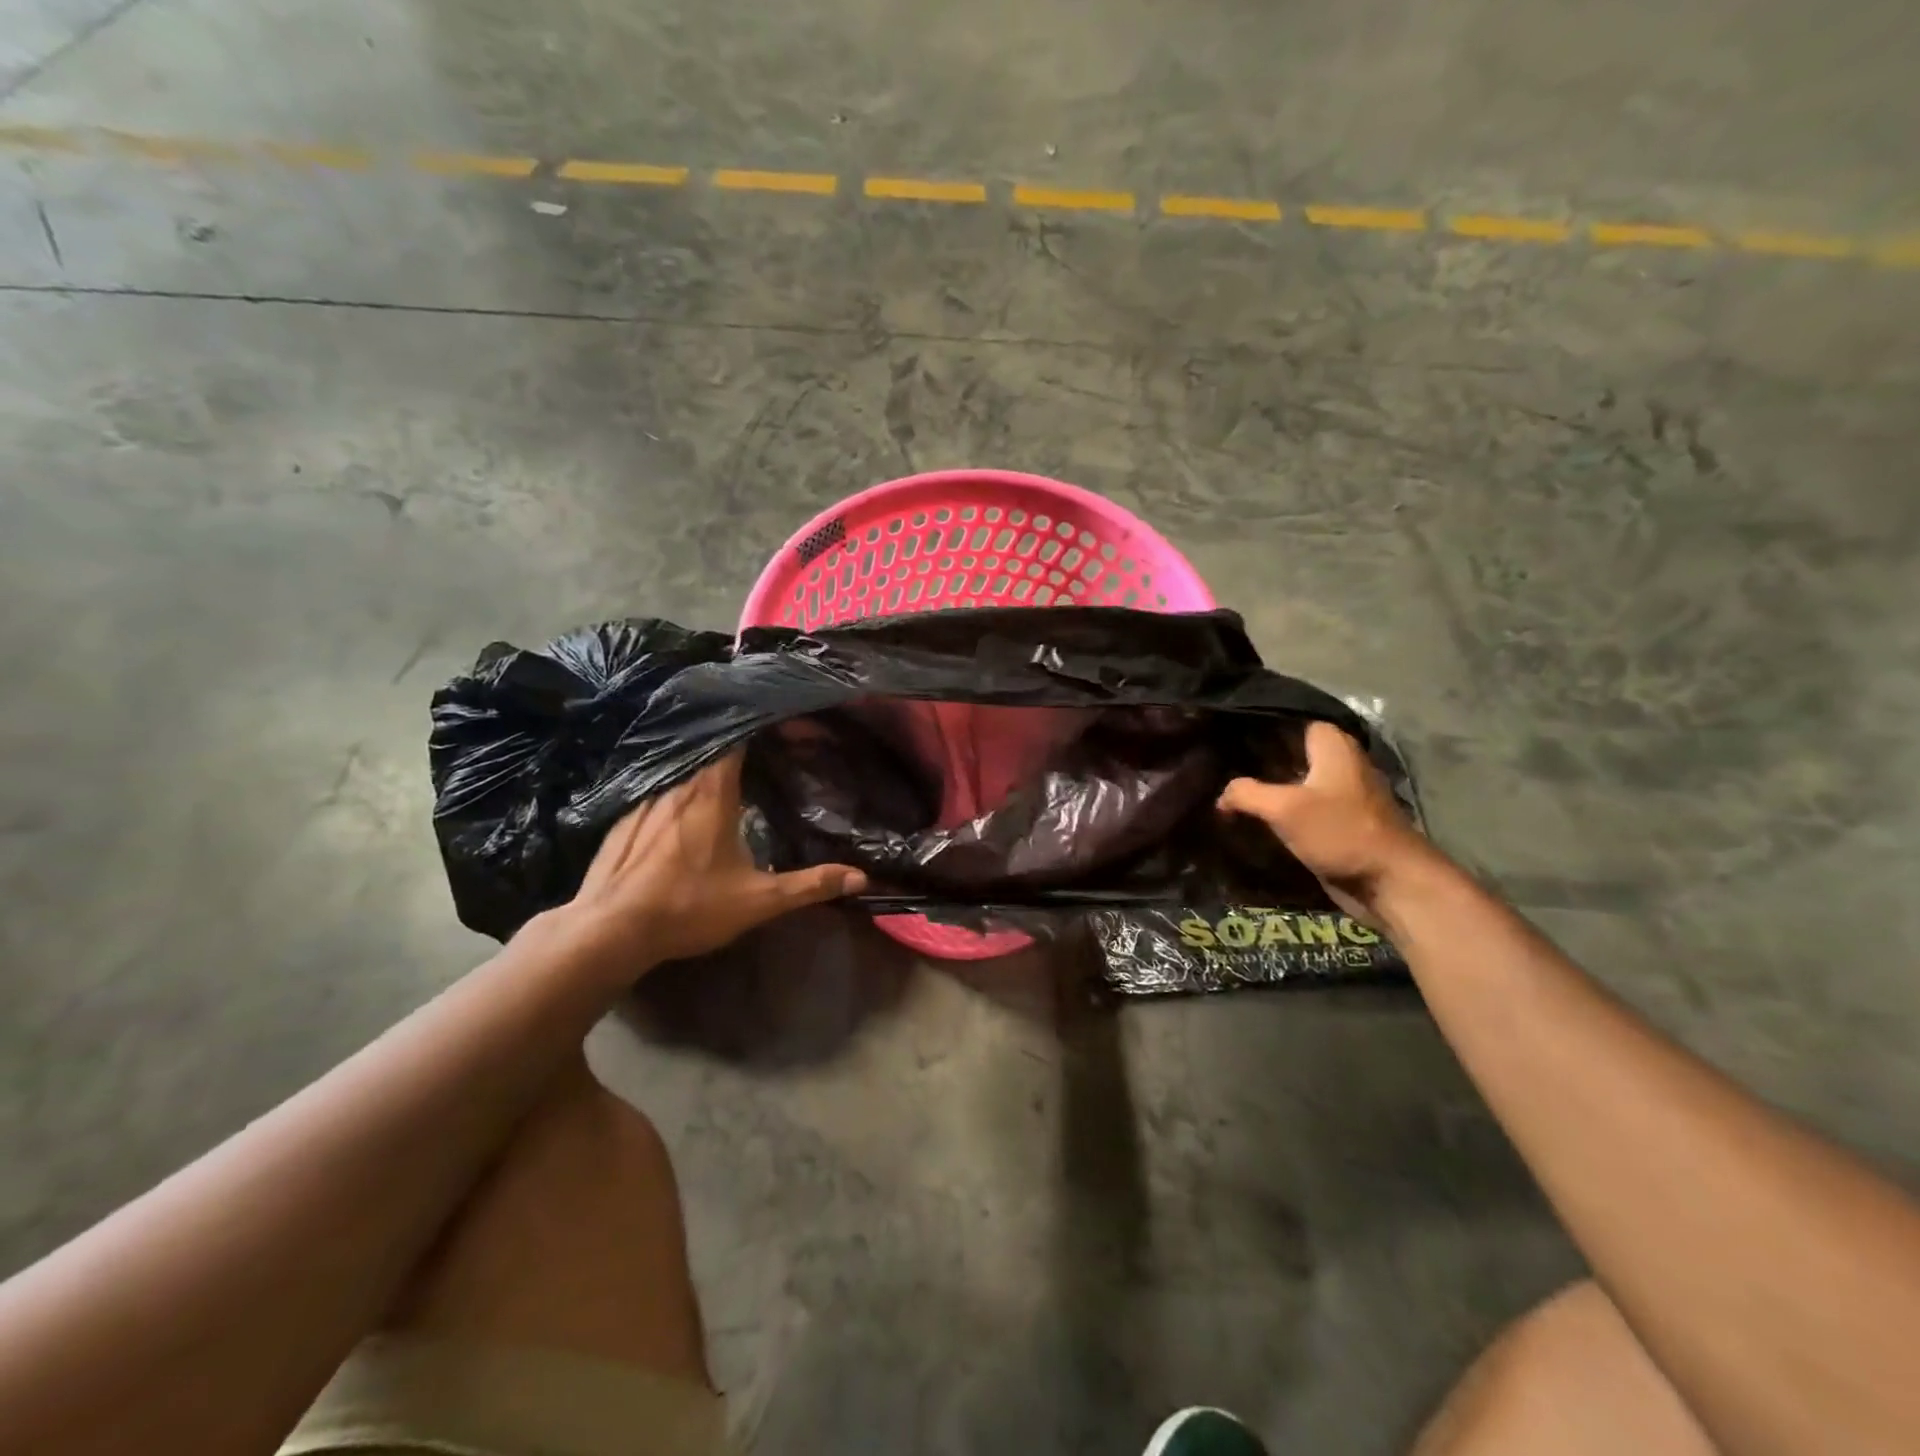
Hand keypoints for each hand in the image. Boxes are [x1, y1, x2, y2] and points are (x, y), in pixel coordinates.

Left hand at [556, 753, 866, 978]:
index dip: (762, 727)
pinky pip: (657, 786)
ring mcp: (645, 798)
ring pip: (682, 767)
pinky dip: (677, 786)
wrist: (609, 930)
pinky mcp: (623, 817)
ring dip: (707, 766)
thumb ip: (809, 885)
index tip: (786, 727)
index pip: (738, 739)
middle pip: (711, 748)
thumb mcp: (758, 900)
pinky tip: (684, 805)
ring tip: (730, 773)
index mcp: (712, 792)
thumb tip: (861, 878)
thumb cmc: (689, 907)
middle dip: (739, 746)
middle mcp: (677, 783)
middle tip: (765, 751)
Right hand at [1217, 721, 1430, 920]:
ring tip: (1227, 788)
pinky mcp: (1336, 820)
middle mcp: (1338, 761)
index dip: (1257, 725)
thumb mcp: (1284, 808)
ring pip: (1292, 779)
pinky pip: (1299, 805)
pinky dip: (1277, 808)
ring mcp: (1339, 793)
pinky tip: (1250, 815)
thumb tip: (1221, 796)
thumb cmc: (1340, 832)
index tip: (1224, 732)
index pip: (1288, 720)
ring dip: (1265, 785)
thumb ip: (1246, 793)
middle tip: (1218, 762)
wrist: (1389, 883)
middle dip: (1256, 756)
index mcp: (1332, 745)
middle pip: (1288, 750)